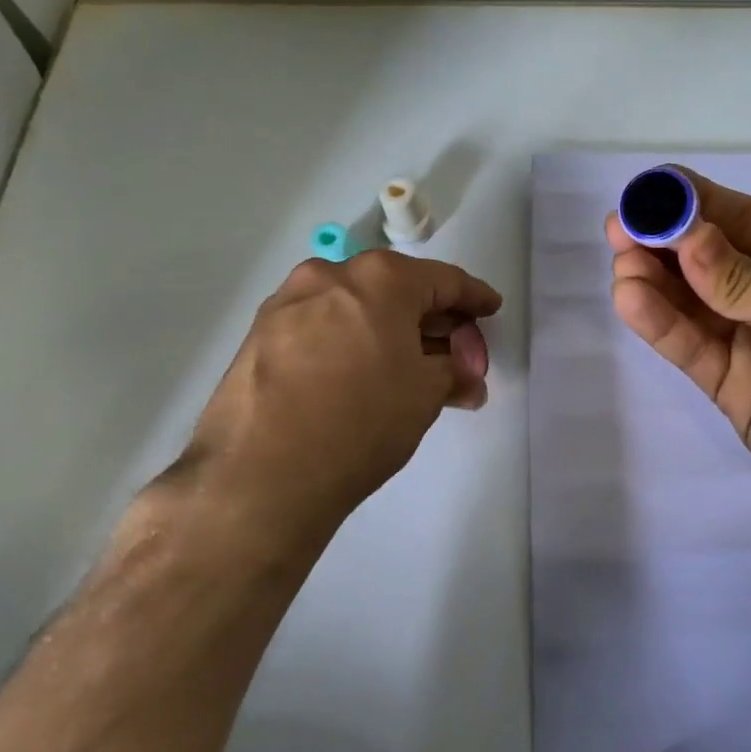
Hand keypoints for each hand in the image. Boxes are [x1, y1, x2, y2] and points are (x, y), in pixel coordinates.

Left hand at [176, 250, 500, 549]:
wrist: (260, 476)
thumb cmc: (361, 422)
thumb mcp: (425, 396)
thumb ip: (454, 373)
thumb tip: (465, 378)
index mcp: (380, 278)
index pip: (444, 281)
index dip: (474, 298)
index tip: (490, 309)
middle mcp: (331, 275)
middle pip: (397, 289)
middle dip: (432, 319)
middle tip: (455, 350)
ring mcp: (289, 303)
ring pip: (355, 306)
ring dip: (389, 331)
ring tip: (410, 368)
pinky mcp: (260, 335)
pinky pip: (322, 326)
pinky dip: (351, 341)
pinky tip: (361, 374)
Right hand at [606, 169, 750, 548]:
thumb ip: (744, 277)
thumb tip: (684, 236)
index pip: (738, 219)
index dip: (692, 201)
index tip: (647, 191)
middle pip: (704, 258)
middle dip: (663, 239)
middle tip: (618, 228)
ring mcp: (747, 340)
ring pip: (688, 301)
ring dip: (652, 279)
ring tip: (621, 262)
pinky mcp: (728, 384)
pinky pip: (688, 346)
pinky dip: (659, 322)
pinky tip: (631, 299)